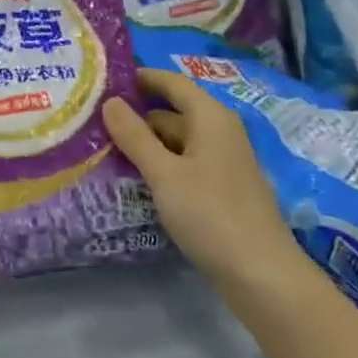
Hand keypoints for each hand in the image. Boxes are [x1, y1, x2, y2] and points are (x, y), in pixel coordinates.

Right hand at [104, 68, 316, 298]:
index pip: (171, 82)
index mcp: (210, 117)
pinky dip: (160, 165)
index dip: (140, 78)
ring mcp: (223, 163)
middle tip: (93, 118)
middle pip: (172, 111)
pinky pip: (184, 164)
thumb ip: (135, 136)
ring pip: (177, 141)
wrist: (264, 279)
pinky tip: (135, 178)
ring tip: (104, 147)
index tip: (104, 79)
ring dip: (146, 142)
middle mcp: (220, 132)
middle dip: (136, 114)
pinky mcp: (221, 191)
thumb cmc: (211, 215)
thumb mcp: (164, 174)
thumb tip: (110, 101)